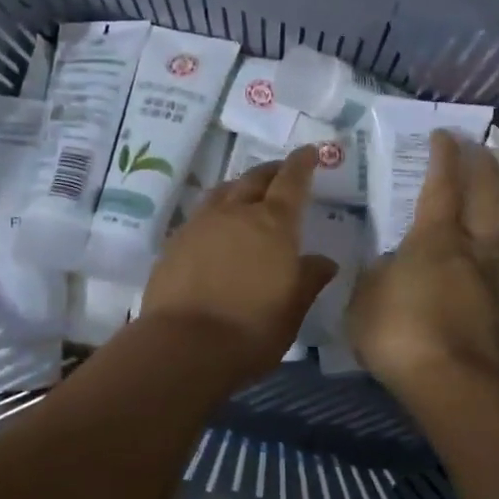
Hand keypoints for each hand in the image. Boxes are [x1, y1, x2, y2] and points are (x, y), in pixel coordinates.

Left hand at [141, 145, 338, 382]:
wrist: (184, 346)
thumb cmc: (251, 329)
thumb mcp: (293, 309)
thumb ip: (309, 279)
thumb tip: (324, 262)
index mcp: (273, 224)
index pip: (291, 181)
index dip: (302, 164)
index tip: (310, 152)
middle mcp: (236, 213)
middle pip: (255, 179)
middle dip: (272, 172)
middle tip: (282, 173)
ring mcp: (201, 224)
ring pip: (224, 191)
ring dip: (240, 186)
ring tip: (248, 194)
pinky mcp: (175, 242)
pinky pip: (201, 213)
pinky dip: (216, 211)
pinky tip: (217, 227)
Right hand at [348, 130, 498, 396]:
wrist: (449, 382)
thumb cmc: (398, 332)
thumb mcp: (365, 298)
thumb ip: (376, 275)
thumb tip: (388, 267)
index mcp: (435, 239)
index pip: (443, 185)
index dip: (444, 157)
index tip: (445, 134)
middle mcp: (472, 249)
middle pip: (488, 196)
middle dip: (484, 166)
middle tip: (480, 147)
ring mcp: (494, 280)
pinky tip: (498, 261)